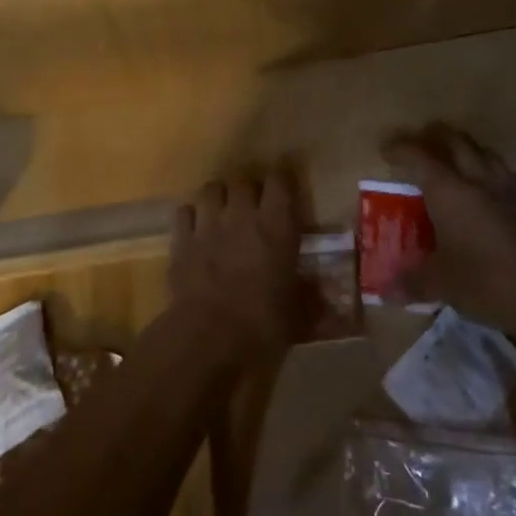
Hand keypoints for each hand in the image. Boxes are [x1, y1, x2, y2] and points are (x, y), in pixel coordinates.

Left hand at [168, 160, 302, 357]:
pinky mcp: (182, 239)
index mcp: (276, 227)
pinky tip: (196, 228)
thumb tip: (334, 304)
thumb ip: (312, 300)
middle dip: (248, 187)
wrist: (208, 337)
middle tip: (253, 203)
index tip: (285, 185)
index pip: (279, 180)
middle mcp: (242, 215)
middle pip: (242, 179)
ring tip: (223, 209)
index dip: (282, 178)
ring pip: (211, 188)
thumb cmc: (261, 326)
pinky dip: (192, 215)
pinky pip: (185, 211)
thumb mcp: (297, 315)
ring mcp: (208, 224)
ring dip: (219, 195)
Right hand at [382, 123, 515, 334]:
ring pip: (488, 155)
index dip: (400, 149)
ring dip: (471, 152)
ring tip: (461, 162)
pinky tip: (500, 189)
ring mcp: (511, 192)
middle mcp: (478, 181)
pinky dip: (502, 177)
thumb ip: (413, 282)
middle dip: (437, 138)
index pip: (418, 157)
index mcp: (449, 191)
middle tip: (423, 142)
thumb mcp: (443, 285)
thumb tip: (385, 289)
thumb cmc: (488, 282)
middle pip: (457, 144)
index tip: (386, 149)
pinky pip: (515, 179)